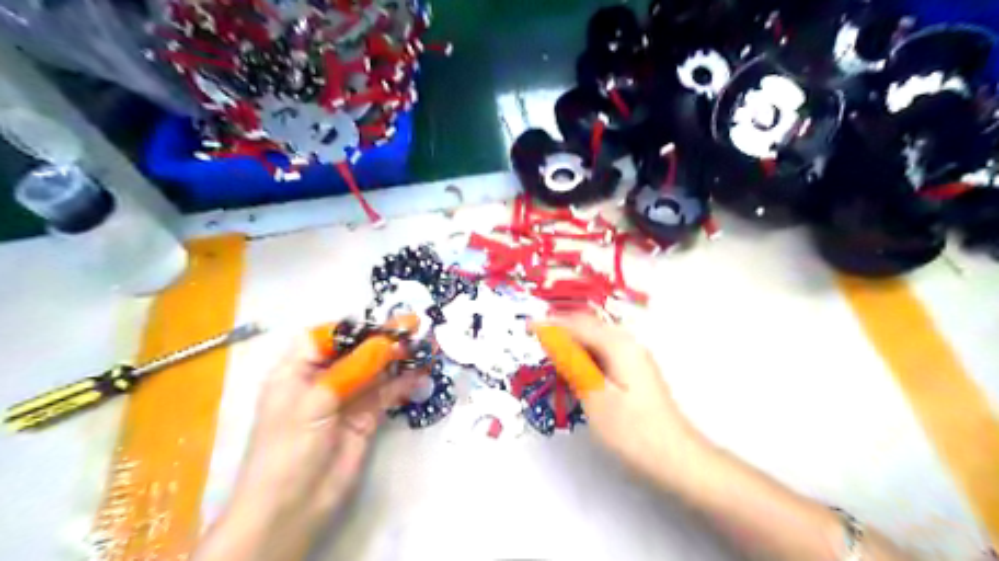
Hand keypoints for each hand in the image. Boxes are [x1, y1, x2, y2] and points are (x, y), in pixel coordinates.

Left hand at [197, 330, 417, 560]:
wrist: (292, 507)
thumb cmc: (290, 447)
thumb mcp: (316, 401)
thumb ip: (353, 368)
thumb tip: (385, 341)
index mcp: (298, 369)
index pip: (328, 336)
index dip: (356, 326)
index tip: (384, 321)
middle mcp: (323, 379)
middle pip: (356, 350)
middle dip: (384, 339)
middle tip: (415, 326)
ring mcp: (346, 398)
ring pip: (375, 370)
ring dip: (398, 358)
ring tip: (425, 345)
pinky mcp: (365, 417)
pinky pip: (386, 393)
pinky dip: (403, 382)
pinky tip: (421, 373)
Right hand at [544, 316, 911, 559]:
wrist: (676, 458)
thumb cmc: (633, 431)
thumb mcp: (595, 397)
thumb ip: (573, 364)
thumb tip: (553, 340)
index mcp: (619, 345)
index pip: (578, 324)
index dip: (550, 323)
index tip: (526, 326)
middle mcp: (629, 343)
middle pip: (589, 326)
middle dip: (561, 328)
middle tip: (534, 338)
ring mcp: (634, 357)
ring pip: (596, 338)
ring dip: (572, 340)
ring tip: (548, 350)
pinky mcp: (635, 371)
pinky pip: (603, 352)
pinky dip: (584, 353)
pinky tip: (574, 366)